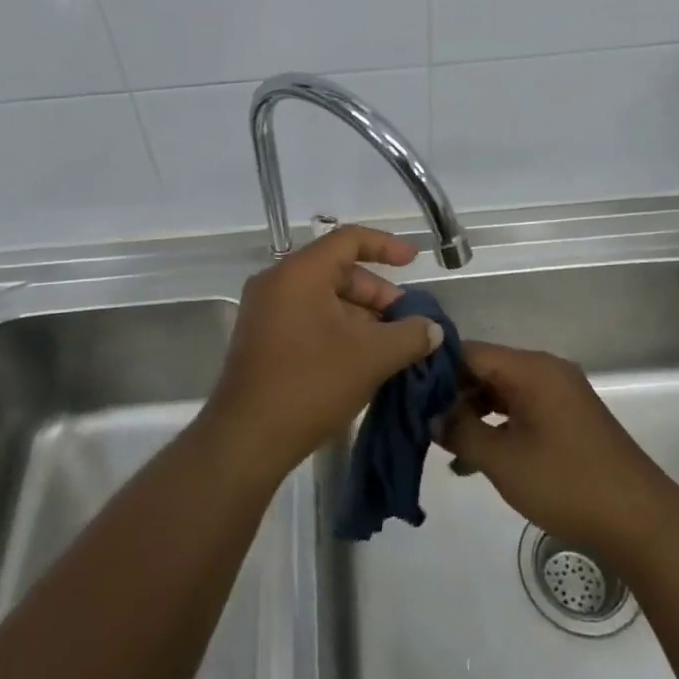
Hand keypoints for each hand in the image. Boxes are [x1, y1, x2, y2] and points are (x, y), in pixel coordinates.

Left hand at [203, 227, 443, 480]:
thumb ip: (409, 336)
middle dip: (377, 292)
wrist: (246, 439)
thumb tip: (432, 329)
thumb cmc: (311, 384)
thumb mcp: (371, 357)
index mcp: (300, 272)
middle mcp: (277, 282)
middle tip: (407, 320)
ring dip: (361, 315)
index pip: (348, 239)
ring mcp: (265, 311)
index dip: (386, 245)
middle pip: (337, 270)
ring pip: (323, 297)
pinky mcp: (261, 338)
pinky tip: (362, 358)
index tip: (415, 261)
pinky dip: (338, 328)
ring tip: (392, 344)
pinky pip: (307, 317)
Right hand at [439, 341, 677, 558]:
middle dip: (452, 394)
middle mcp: (545, 370)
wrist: (641, 522)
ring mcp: (560, 393)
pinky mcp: (569, 417)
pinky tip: (477, 458)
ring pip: (502, 390)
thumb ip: (461, 431)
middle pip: (485, 368)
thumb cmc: (567, 484)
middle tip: (421, 423)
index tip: (407, 394)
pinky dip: (498, 425)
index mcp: (530, 368)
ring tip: (444, 444)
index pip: (468, 352)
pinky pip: (522, 408)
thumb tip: (432, 416)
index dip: (435, 371)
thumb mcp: (502, 460)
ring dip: (474, 413)